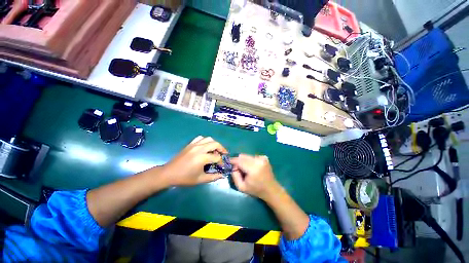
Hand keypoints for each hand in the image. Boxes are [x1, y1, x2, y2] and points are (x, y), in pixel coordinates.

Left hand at [162, 136, 226, 185]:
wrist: (169, 173)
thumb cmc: (184, 178)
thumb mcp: (200, 179)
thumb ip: (213, 177)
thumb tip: (222, 175)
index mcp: (202, 158)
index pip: (217, 157)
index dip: (221, 161)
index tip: (222, 165)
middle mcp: (199, 149)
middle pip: (215, 144)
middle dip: (222, 149)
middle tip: (223, 154)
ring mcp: (194, 145)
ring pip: (209, 139)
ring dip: (214, 143)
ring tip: (215, 150)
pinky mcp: (190, 144)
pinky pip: (200, 138)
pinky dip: (205, 141)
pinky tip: (205, 146)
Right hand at [230, 154, 280, 200]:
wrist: (271, 189)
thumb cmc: (256, 190)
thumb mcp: (241, 187)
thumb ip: (234, 175)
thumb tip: (233, 166)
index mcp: (253, 169)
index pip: (239, 161)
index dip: (233, 161)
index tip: (228, 162)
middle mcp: (258, 161)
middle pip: (243, 156)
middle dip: (238, 161)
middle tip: (238, 169)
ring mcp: (262, 158)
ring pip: (247, 156)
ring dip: (244, 161)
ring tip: (246, 169)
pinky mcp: (264, 157)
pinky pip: (252, 156)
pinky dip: (250, 161)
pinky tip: (252, 168)